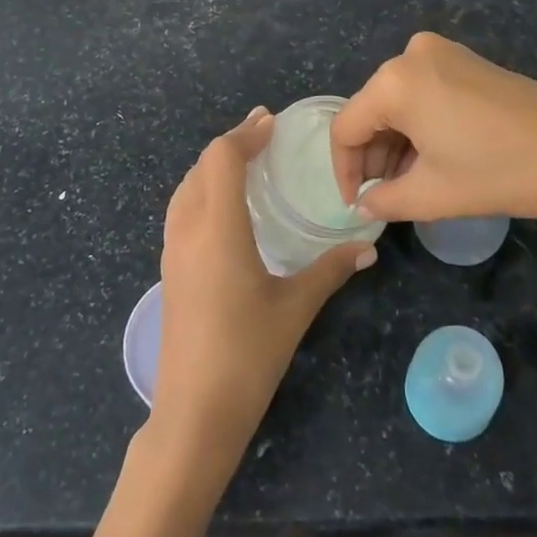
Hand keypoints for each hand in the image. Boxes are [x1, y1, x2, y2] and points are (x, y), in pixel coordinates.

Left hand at [151, 108, 376, 476]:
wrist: (193, 413)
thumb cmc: (248, 354)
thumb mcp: (295, 307)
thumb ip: (330, 269)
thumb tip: (368, 245)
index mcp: (217, 228)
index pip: (222, 158)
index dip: (245, 133)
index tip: (271, 122)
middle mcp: (188, 230)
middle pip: (201, 166)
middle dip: (231, 144)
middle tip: (264, 136)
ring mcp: (171, 250)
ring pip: (186, 187)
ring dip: (213, 167)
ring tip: (245, 164)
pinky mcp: (168, 270)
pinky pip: (181, 210)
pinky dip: (202, 191)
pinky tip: (225, 209)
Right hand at [330, 33, 536, 235]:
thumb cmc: (494, 173)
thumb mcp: (430, 194)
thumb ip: (384, 200)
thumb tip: (364, 204)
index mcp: (394, 82)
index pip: (347, 127)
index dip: (344, 170)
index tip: (355, 204)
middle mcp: (411, 55)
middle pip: (372, 110)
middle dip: (372, 155)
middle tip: (381, 195)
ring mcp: (443, 52)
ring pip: (398, 101)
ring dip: (396, 142)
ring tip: (407, 182)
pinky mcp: (467, 60)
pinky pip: (424, 91)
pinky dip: (419, 123)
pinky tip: (432, 157)